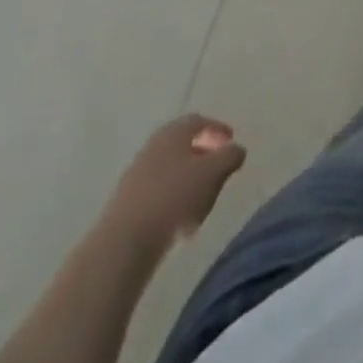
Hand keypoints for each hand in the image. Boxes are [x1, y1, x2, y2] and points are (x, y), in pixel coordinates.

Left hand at [111, 114, 246, 241]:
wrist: (125, 241)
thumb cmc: (174, 197)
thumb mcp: (213, 173)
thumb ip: (230, 156)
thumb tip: (237, 149)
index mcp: (174, 132)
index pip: (199, 121)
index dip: (217, 129)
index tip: (231, 141)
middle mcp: (154, 145)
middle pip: (183, 142)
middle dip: (203, 151)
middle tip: (219, 166)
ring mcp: (138, 172)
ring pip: (171, 166)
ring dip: (189, 175)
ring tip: (204, 195)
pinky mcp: (128, 200)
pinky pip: (159, 188)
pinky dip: (174, 194)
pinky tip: (182, 215)